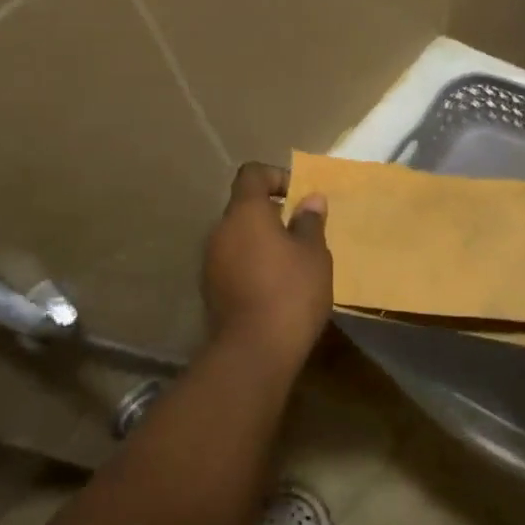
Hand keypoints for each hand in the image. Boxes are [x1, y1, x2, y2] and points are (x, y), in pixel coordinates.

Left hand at [202, 163, 331, 364]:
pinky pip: (233, 263)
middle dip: (272, 214)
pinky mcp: (211, 289)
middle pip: (244, 207)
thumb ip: (310, 222)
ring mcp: (211, 261)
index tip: (299, 197)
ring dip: (262, 242)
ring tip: (292, 264)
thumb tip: (311, 200)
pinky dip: (252, 265)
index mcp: (245, 212)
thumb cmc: (291, 291)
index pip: (252, 173)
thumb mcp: (314, 253)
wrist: (254, 350)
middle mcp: (221, 230)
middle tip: (302, 233)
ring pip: (238, 237)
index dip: (276, 176)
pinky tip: (275, 288)